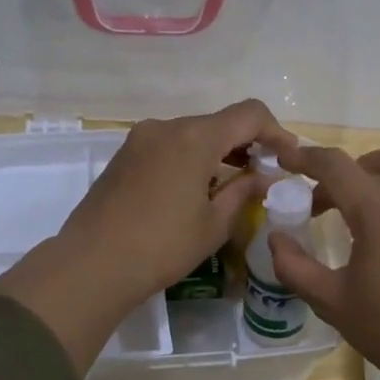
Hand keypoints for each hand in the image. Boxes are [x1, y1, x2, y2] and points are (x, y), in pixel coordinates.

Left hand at [0, 99, 294, 371]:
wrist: (92, 264)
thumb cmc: (163, 246)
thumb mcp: (214, 223)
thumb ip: (244, 191)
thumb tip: (264, 176)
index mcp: (195, 137)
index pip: (249, 114)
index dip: (276, 132)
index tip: (288, 159)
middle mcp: (167, 127)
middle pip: (219, 123)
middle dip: (246, 145)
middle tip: (263, 177)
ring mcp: (140, 139)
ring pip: (193, 135)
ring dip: (218, 154)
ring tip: (232, 188)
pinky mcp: (124, 156)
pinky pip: (169, 147)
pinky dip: (191, 160)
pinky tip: (196, 192)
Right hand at [269, 143, 379, 379]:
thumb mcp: (328, 300)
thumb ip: (293, 264)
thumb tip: (275, 236)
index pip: (337, 166)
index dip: (306, 157)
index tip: (286, 159)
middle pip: (373, 159)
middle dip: (342, 170)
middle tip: (323, 202)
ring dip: (375, 174)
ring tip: (357, 209)